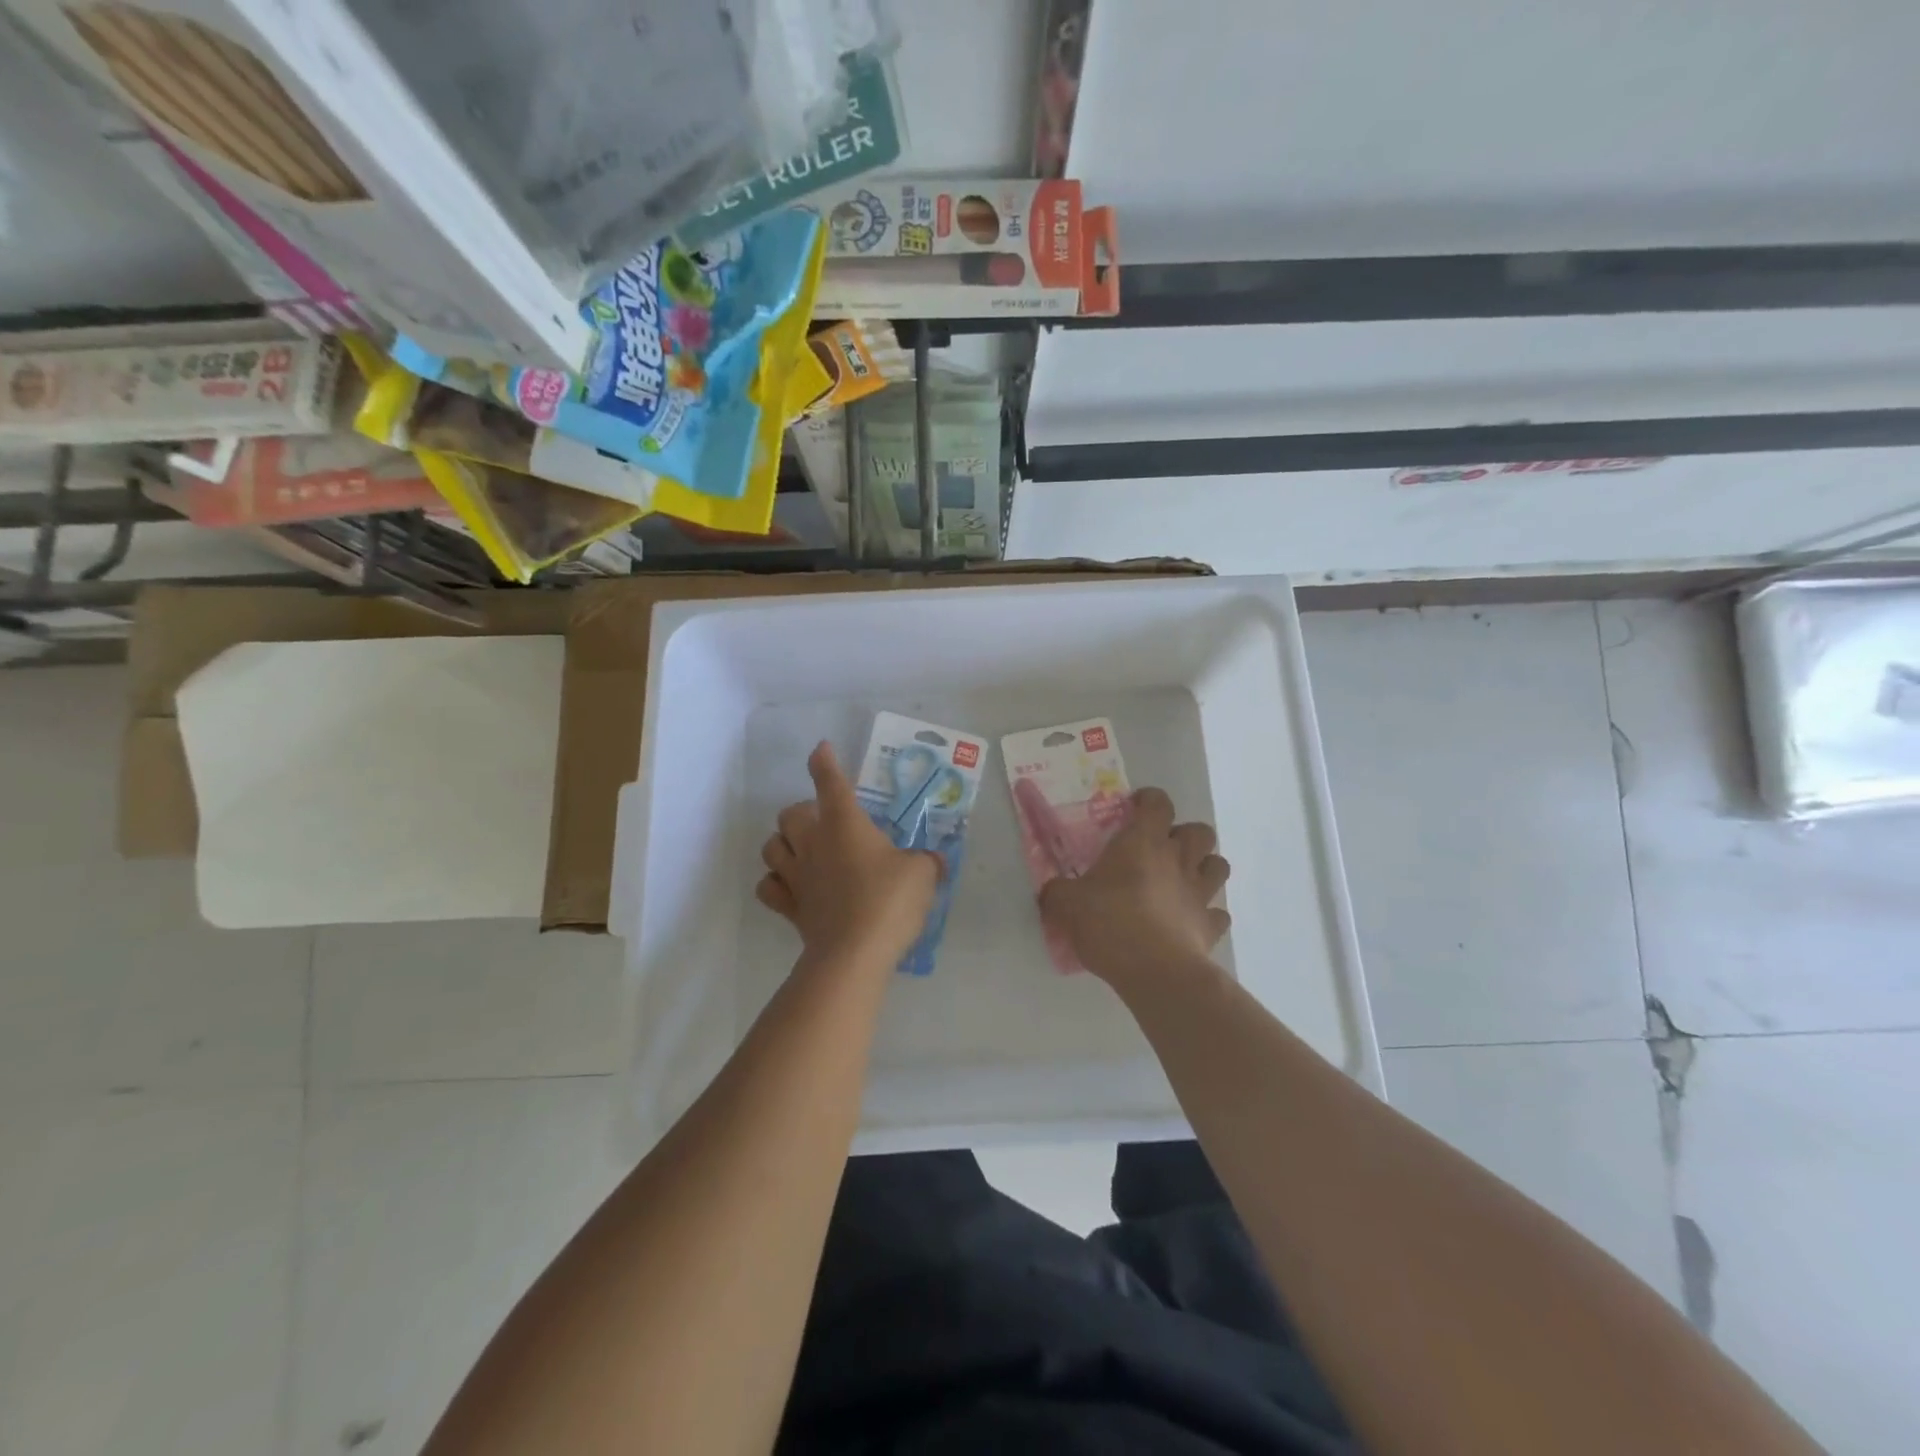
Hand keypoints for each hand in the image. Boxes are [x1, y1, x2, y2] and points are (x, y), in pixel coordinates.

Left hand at [757, 741, 940, 967]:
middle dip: (803, 812)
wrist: (854, 954)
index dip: (824, 762)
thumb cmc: (889, 901)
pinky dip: (775, 882)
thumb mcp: (922, 874)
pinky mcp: (790, 907)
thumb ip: (926, 862)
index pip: (829, 781)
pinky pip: (768, 887)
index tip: (822, 750)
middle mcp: (813, 843)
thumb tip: (933, 861)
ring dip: (783, 843)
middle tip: (826, 823)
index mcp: (844, 823)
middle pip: (789, 813)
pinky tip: (791, 886)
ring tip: (803, 851)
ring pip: (771, 846)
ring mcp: (796, 876)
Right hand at [1039, 787, 1230, 986]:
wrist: (1156, 972)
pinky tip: (1190, 922)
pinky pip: (1219, 914)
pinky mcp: (1210, 927)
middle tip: (1161, 850)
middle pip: (1200, 831)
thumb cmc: (1110, 923)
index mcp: (1143, 842)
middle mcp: (1178, 860)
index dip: (1149, 800)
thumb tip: (1050, 890)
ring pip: (1219, 865)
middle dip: (1185, 834)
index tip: (1134, 810)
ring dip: (1205, 867)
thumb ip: (1057, 892)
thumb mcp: (1067, 904)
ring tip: (1183, 880)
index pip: (1158, 803)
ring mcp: (1200, 893)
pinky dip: (1208, 914)